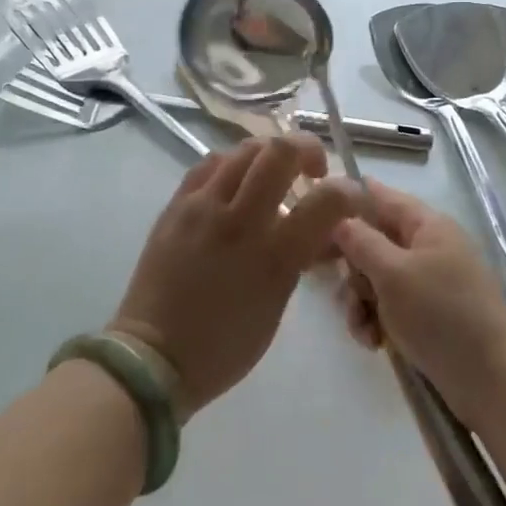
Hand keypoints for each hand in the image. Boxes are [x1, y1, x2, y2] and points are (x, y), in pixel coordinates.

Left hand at [112, 136, 359, 416]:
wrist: (153, 357)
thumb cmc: (224, 346)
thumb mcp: (277, 304)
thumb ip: (299, 258)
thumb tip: (321, 230)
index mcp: (273, 255)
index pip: (327, 200)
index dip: (350, 192)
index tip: (353, 197)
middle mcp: (239, 219)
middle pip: (280, 151)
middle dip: (307, 148)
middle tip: (312, 170)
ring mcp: (202, 206)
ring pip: (244, 149)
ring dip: (270, 154)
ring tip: (274, 174)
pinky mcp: (176, 204)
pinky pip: (210, 163)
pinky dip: (233, 164)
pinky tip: (237, 181)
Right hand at [332, 181, 505, 426]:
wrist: (492, 380)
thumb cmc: (441, 314)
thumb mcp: (393, 273)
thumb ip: (361, 242)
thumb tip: (340, 219)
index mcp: (427, 225)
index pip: (381, 197)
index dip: (348, 200)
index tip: (313, 214)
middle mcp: (428, 247)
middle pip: (374, 240)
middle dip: (352, 266)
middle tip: (335, 284)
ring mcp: (429, 283)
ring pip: (376, 278)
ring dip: (360, 301)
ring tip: (362, 327)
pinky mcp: (428, 316)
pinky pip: (389, 307)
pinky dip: (376, 321)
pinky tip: (374, 343)